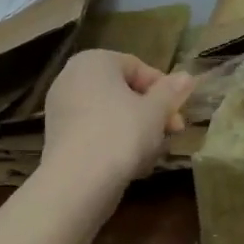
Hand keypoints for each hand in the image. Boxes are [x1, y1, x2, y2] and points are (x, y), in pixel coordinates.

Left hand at [43, 50, 194, 184]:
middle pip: (122, 91)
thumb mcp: (156, 111)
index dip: (164, 90)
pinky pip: (94, 132)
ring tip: (154, 154)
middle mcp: (71, 78)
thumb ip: (171, 91)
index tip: (179, 113)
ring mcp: (60, 108)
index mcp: (94, 61)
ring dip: (136, 130)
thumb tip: (187, 76)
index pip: (137, 67)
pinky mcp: (57, 138)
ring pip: (110, 114)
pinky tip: (132, 165)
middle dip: (151, 112)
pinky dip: (114, 143)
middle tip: (172, 133)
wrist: (77, 182)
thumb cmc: (121, 134)